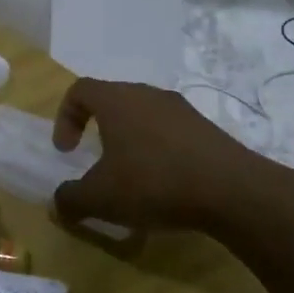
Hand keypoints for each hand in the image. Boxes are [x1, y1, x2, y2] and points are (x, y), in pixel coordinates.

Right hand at [50, 78, 277, 233]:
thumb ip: (71, 199)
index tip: (67, 151)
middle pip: (113, 99)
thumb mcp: (100, 198)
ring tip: (131, 174)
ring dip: (130, 139)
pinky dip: (158, 150)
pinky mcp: (208, 129)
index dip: (65, 117)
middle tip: (95, 158)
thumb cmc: (154, 183)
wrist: (235, 192)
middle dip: (97, 127)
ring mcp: (182, 110)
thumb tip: (58, 203)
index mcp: (117, 100)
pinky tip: (164, 184)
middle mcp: (148, 95)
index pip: (80, 90)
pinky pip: (170, 131)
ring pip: (143, 114)